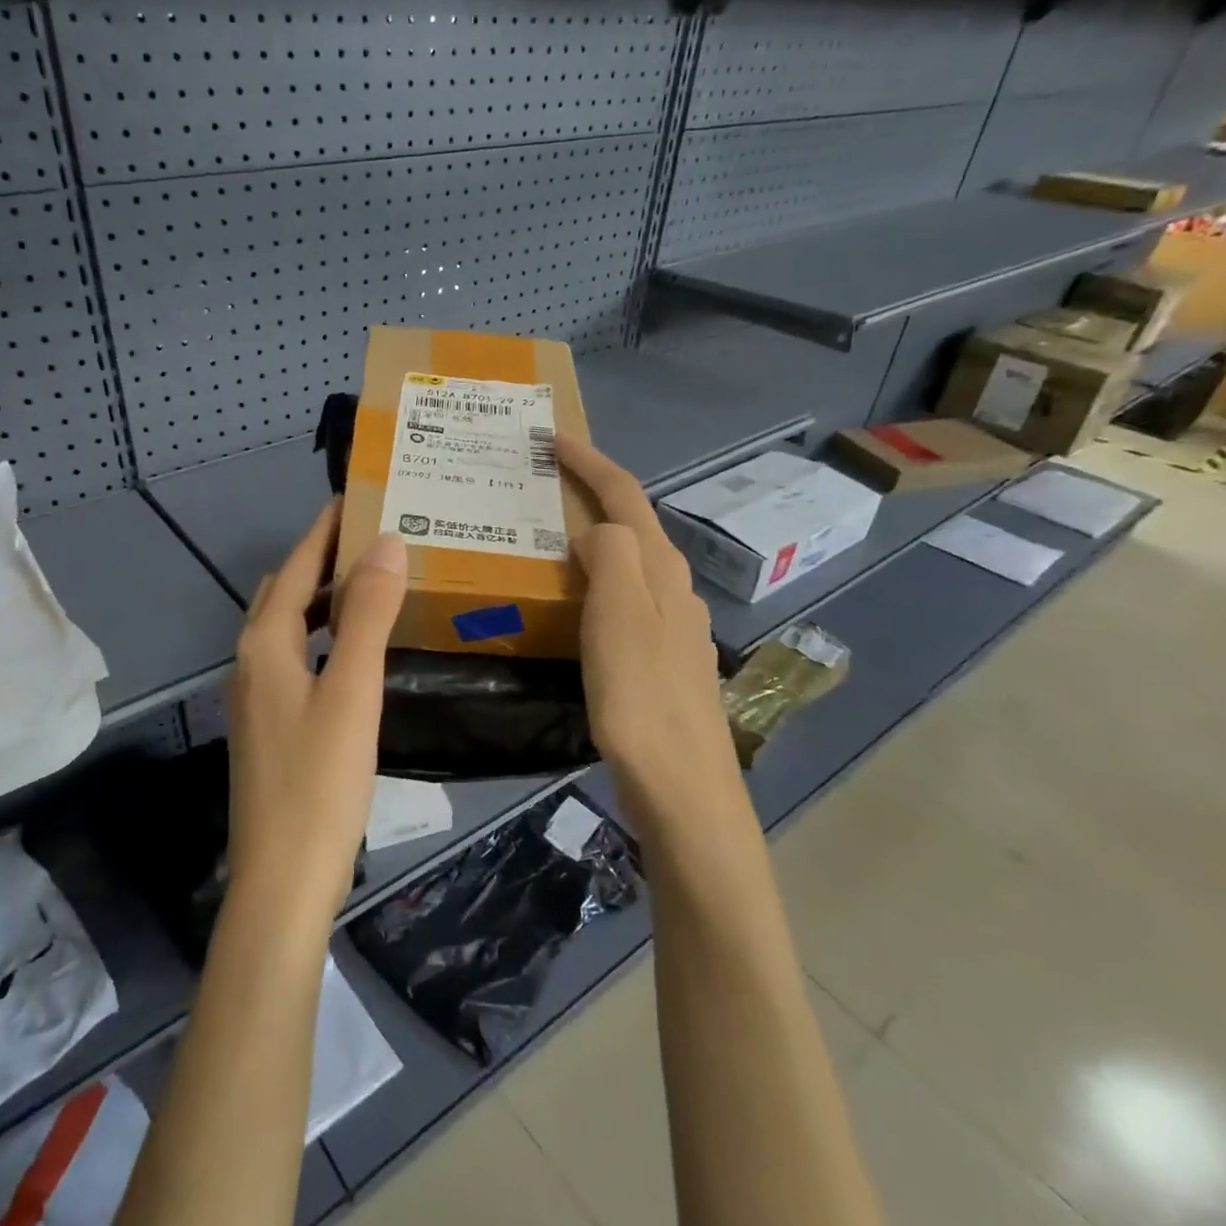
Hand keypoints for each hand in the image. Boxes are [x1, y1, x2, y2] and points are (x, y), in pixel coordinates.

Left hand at [226, 501, 407, 920]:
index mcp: (265, 643)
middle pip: (286, 590)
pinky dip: (323, 633)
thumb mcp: (352, 691)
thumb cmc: (320, 782)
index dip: (326, 528)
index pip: (297, 565)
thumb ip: (368, 615)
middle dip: (324, 556)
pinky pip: (296, 655)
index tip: (361, 495)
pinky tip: (354, 648)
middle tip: (377, 537)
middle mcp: (252, 660)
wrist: (283, 879)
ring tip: (373, 582)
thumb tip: (386, 543)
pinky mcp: (271, 723)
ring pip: (289, 625)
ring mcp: (257, 695)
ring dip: (323, 596)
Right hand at [555, 435, 744, 835]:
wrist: (682, 786)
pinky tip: (578, 603)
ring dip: (595, 537)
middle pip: (633, 524)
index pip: (625, 496)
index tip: (553, 438)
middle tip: (544, 483)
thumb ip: (611, 556)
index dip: (590, 463)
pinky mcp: (663, 661)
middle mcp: (674, 589)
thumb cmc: (641, 698)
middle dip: (593, 493)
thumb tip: (597, 529)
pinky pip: (627, 599)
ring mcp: (674, 626)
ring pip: (631, 563)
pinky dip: (599, 582)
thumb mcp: (619, 616)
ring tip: (552, 536)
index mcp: (661, 570)